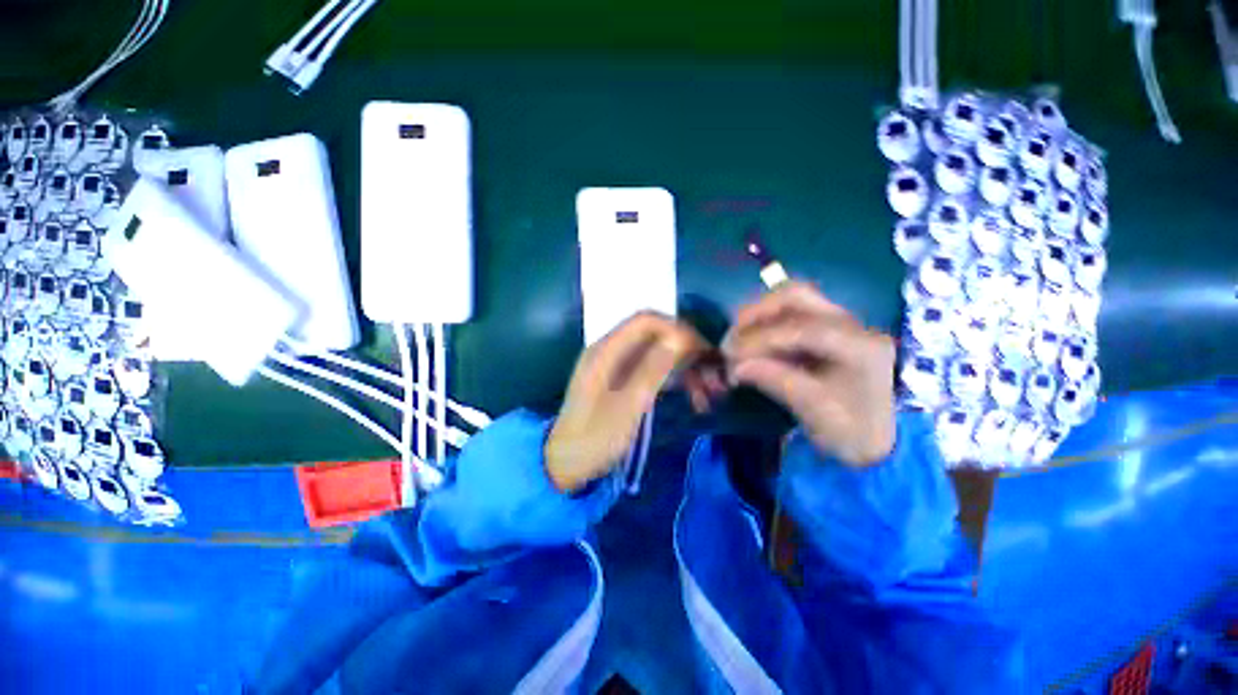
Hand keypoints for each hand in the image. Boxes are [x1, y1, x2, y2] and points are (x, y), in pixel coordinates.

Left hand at [546, 312, 708, 491]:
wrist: (566, 464)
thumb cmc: (595, 438)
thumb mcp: (627, 407)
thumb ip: (651, 370)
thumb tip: (678, 339)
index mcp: (605, 350)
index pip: (646, 321)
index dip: (676, 329)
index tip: (702, 351)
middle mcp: (610, 350)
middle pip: (654, 336)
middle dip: (686, 351)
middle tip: (713, 376)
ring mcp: (615, 365)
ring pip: (657, 354)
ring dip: (684, 368)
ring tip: (707, 395)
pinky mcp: (621, 380)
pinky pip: (652, 369)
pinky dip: (673, 379)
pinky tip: (691, 397)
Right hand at [722, 282, 895, 466]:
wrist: (874, 442)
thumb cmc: (849, 432)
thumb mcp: (814, 410)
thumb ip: (775, 381)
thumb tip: (735, 367)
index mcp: (861, 346)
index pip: (803, 329)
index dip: (761, 340)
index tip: (731, 356)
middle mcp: (853, 324)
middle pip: (797, 297)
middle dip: (757, 313)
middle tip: (731, 336)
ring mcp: (840, 323)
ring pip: (791, 300)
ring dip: (758, 315)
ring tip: (736, 338)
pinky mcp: (825, 328)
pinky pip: (789, 314)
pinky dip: (764, 324)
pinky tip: (750, 342)